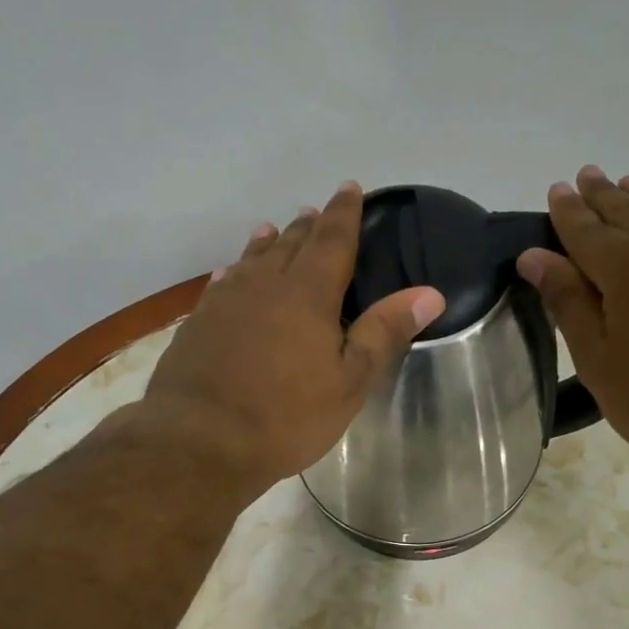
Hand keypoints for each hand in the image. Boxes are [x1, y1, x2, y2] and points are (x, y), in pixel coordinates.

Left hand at [139, 181, 445, 492]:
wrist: (201, 439)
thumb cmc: (287, 416)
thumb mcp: (349, 381)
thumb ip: (384, 333)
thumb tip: (429, 292)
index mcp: (308, 294)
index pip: (332, 240)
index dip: (344, 214)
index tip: (350, 188)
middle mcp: (265, 285)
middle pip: (291, 245)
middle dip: (308, 227)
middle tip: (316, 212)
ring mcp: (226, 303)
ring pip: (252, 261)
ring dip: (268, 244)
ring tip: (274, 230)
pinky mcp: (199, 324)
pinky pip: (222, 285)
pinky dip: (234, 273)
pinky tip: (229, 274)